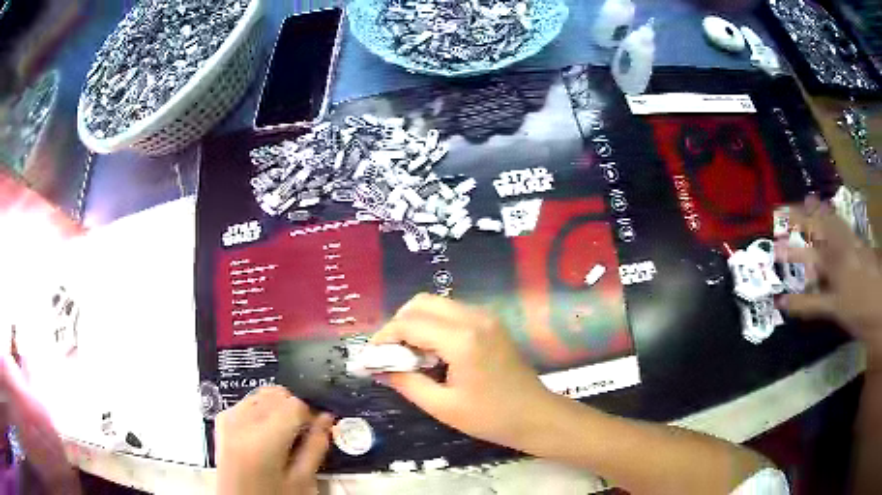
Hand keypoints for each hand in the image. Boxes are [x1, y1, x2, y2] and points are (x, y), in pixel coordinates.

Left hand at [214, 386, 333, 494]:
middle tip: (303, 435)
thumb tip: (326, 419)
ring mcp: (228, 419)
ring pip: (263, 394)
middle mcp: (241, 423)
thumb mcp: (302, 482)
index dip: (312, 415)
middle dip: (295, 409)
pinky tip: (267, 433)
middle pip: (277, 394)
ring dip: (278, 408)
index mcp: (262, 440)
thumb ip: (316, 448)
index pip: (295, 404)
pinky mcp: (222, 421)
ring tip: (284, 436)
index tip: (318, 429)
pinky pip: (248, 402)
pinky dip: (262, 410)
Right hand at [371, 294, 554, 448]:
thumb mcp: (443, 406)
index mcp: (462, 339)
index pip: (409, 324)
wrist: (536, 415)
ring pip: (437, 304)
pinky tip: (432, 352)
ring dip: (416, 323)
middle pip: (421, 303)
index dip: (384, 338)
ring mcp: (485, 316)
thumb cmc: (491, 417)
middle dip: (398, 324)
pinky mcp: (490, 322)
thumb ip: (406, 382)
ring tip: (409, 355)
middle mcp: (474, 317)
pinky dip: (433, 325)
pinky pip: (452, 312)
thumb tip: (379, 367)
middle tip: (390, 354)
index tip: (372, 357)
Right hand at [778, 197, 881, 354]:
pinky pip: (843, 225)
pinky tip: (830, 212)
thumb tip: (781, 302)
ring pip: (833, 221)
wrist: (879, 303)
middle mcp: (841, 245)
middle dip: (801, 216)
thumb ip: (809, 304)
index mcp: (833, 261)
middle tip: (784, 208)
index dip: (790, 247)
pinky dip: (834, 217)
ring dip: (819, 210)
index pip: (807, 249)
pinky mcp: (859, 244)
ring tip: (808, 199)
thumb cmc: (857, 310)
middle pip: (819, 226)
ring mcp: (851, 242)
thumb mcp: (833, 310)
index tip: (775, 240)